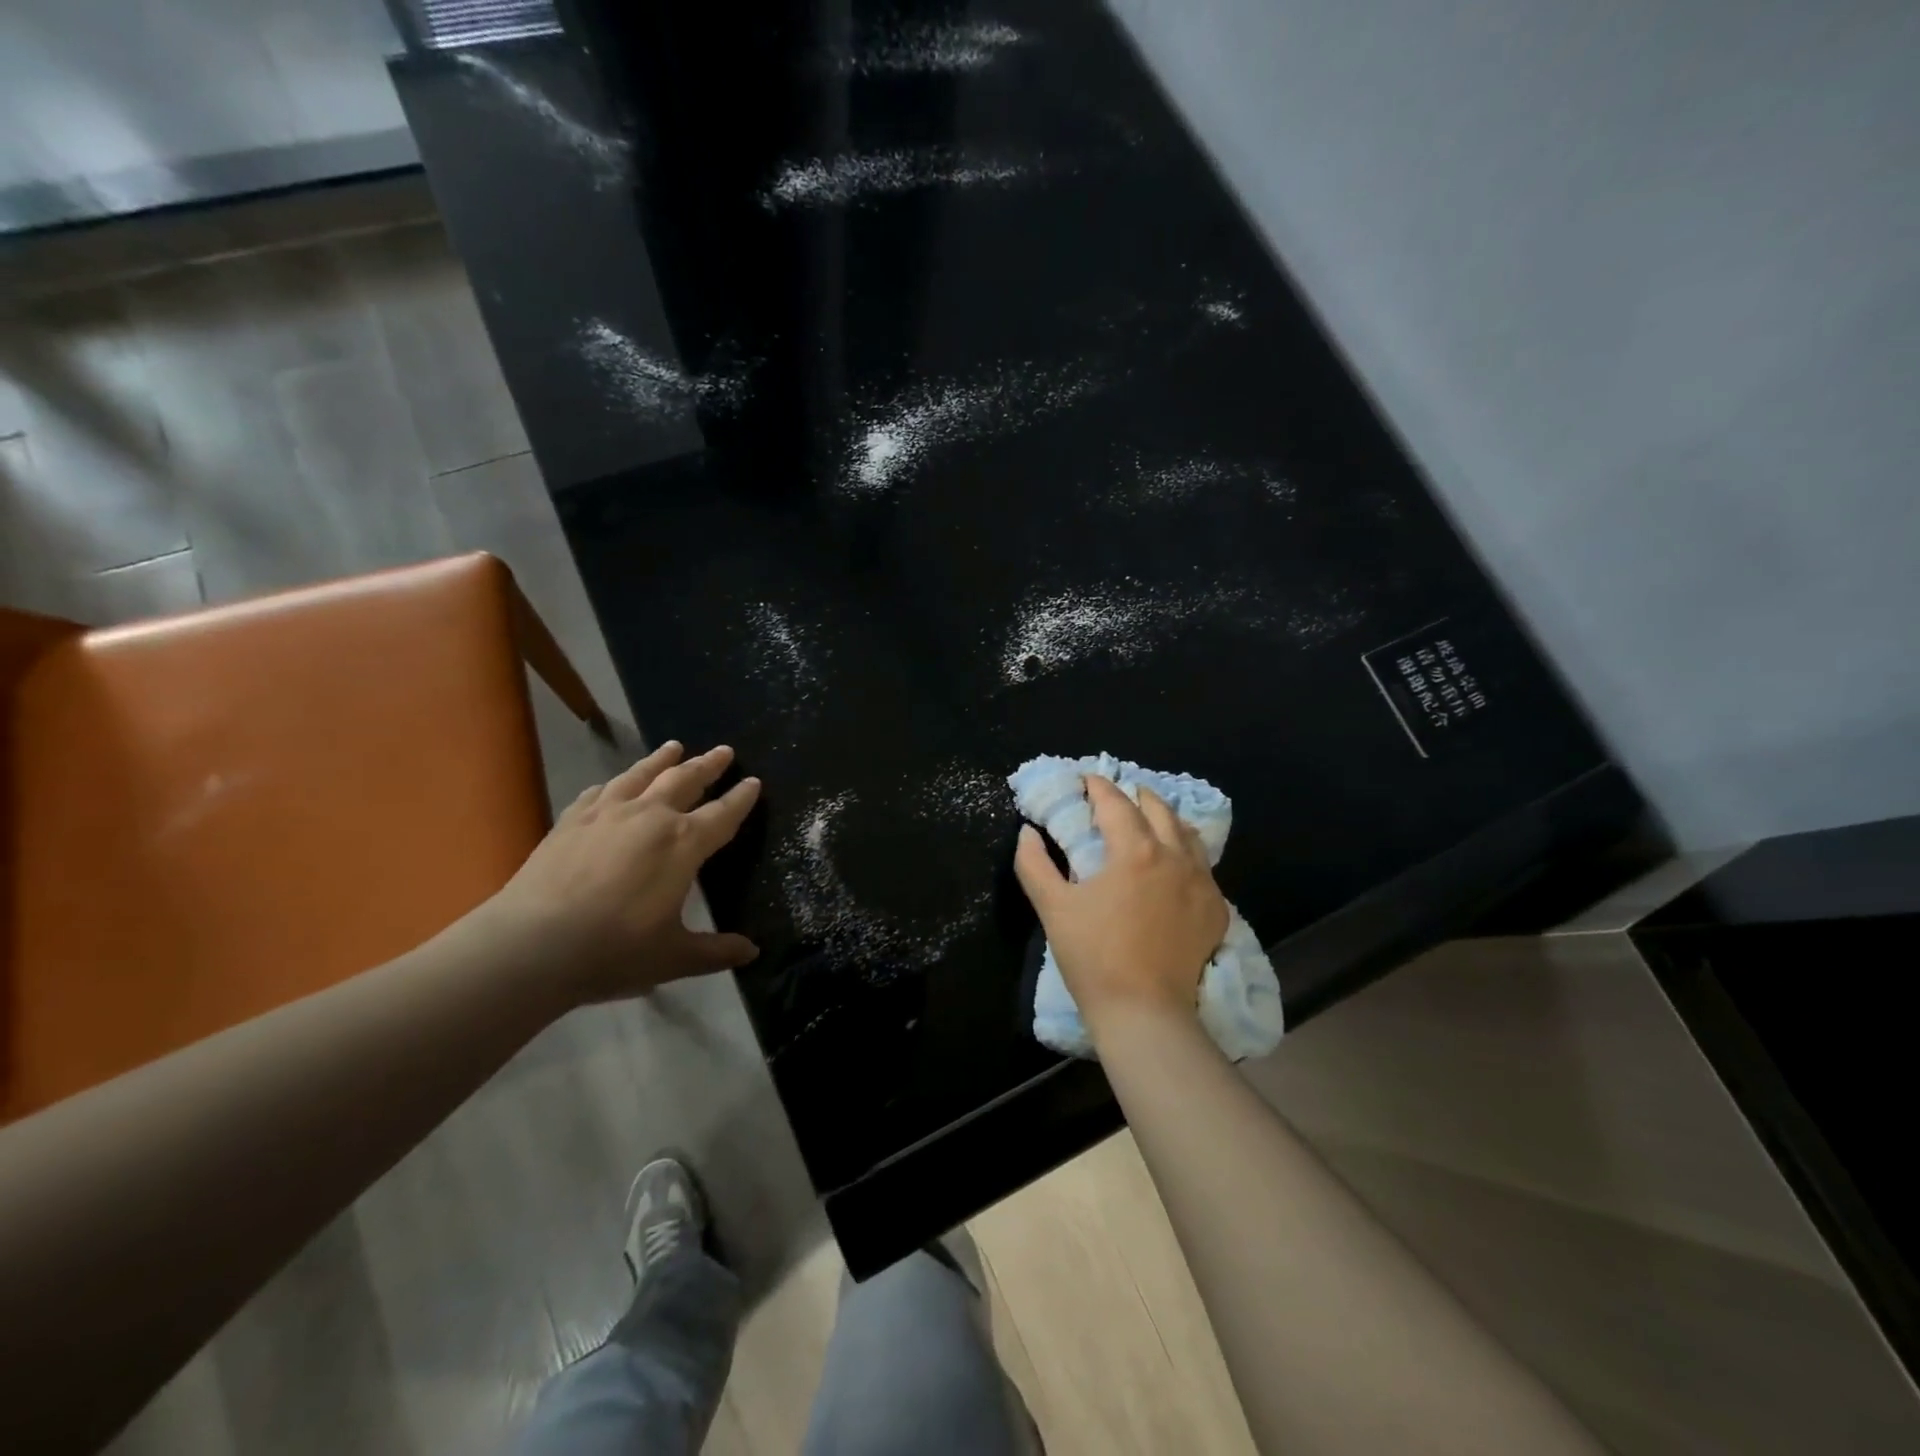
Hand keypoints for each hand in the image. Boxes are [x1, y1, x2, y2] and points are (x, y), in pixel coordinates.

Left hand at [479, 741, 761, 1003]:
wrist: (531, 945)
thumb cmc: (614, 950)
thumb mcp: (674, 957)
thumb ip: (716, 951)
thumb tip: (752, 953)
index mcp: (683, 843)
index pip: (723, 814)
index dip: (742, 798)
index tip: (754, 782)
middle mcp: (650, 816)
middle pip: (685, 780)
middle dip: (708, 765)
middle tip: (724, 750)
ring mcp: (607, 813)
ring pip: (642, 774)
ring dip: (662, 760)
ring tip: (674, 747)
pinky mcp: (571, 819)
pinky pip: (600, 790)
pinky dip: (616, 782)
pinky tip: (615, 783)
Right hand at [1014, 775, 1228, 1033]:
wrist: (1145, 1012)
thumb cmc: (1093, 956)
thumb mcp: (1053, 907)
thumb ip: (1034, 864)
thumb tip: (1028, 832)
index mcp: (1135, 850)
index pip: (1116, 803)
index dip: (1098, 787)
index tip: (1086, 780)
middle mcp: (1175, 857)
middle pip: (1158, 809)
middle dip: (1135, 796)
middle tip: (1116, 798)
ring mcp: (1202, 883)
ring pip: (1187, 834)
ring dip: (1165, 819)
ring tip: (1149, 822)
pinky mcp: (1216, 910)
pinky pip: (1203, 867)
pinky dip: (1185, 854)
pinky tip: (1173, 866)